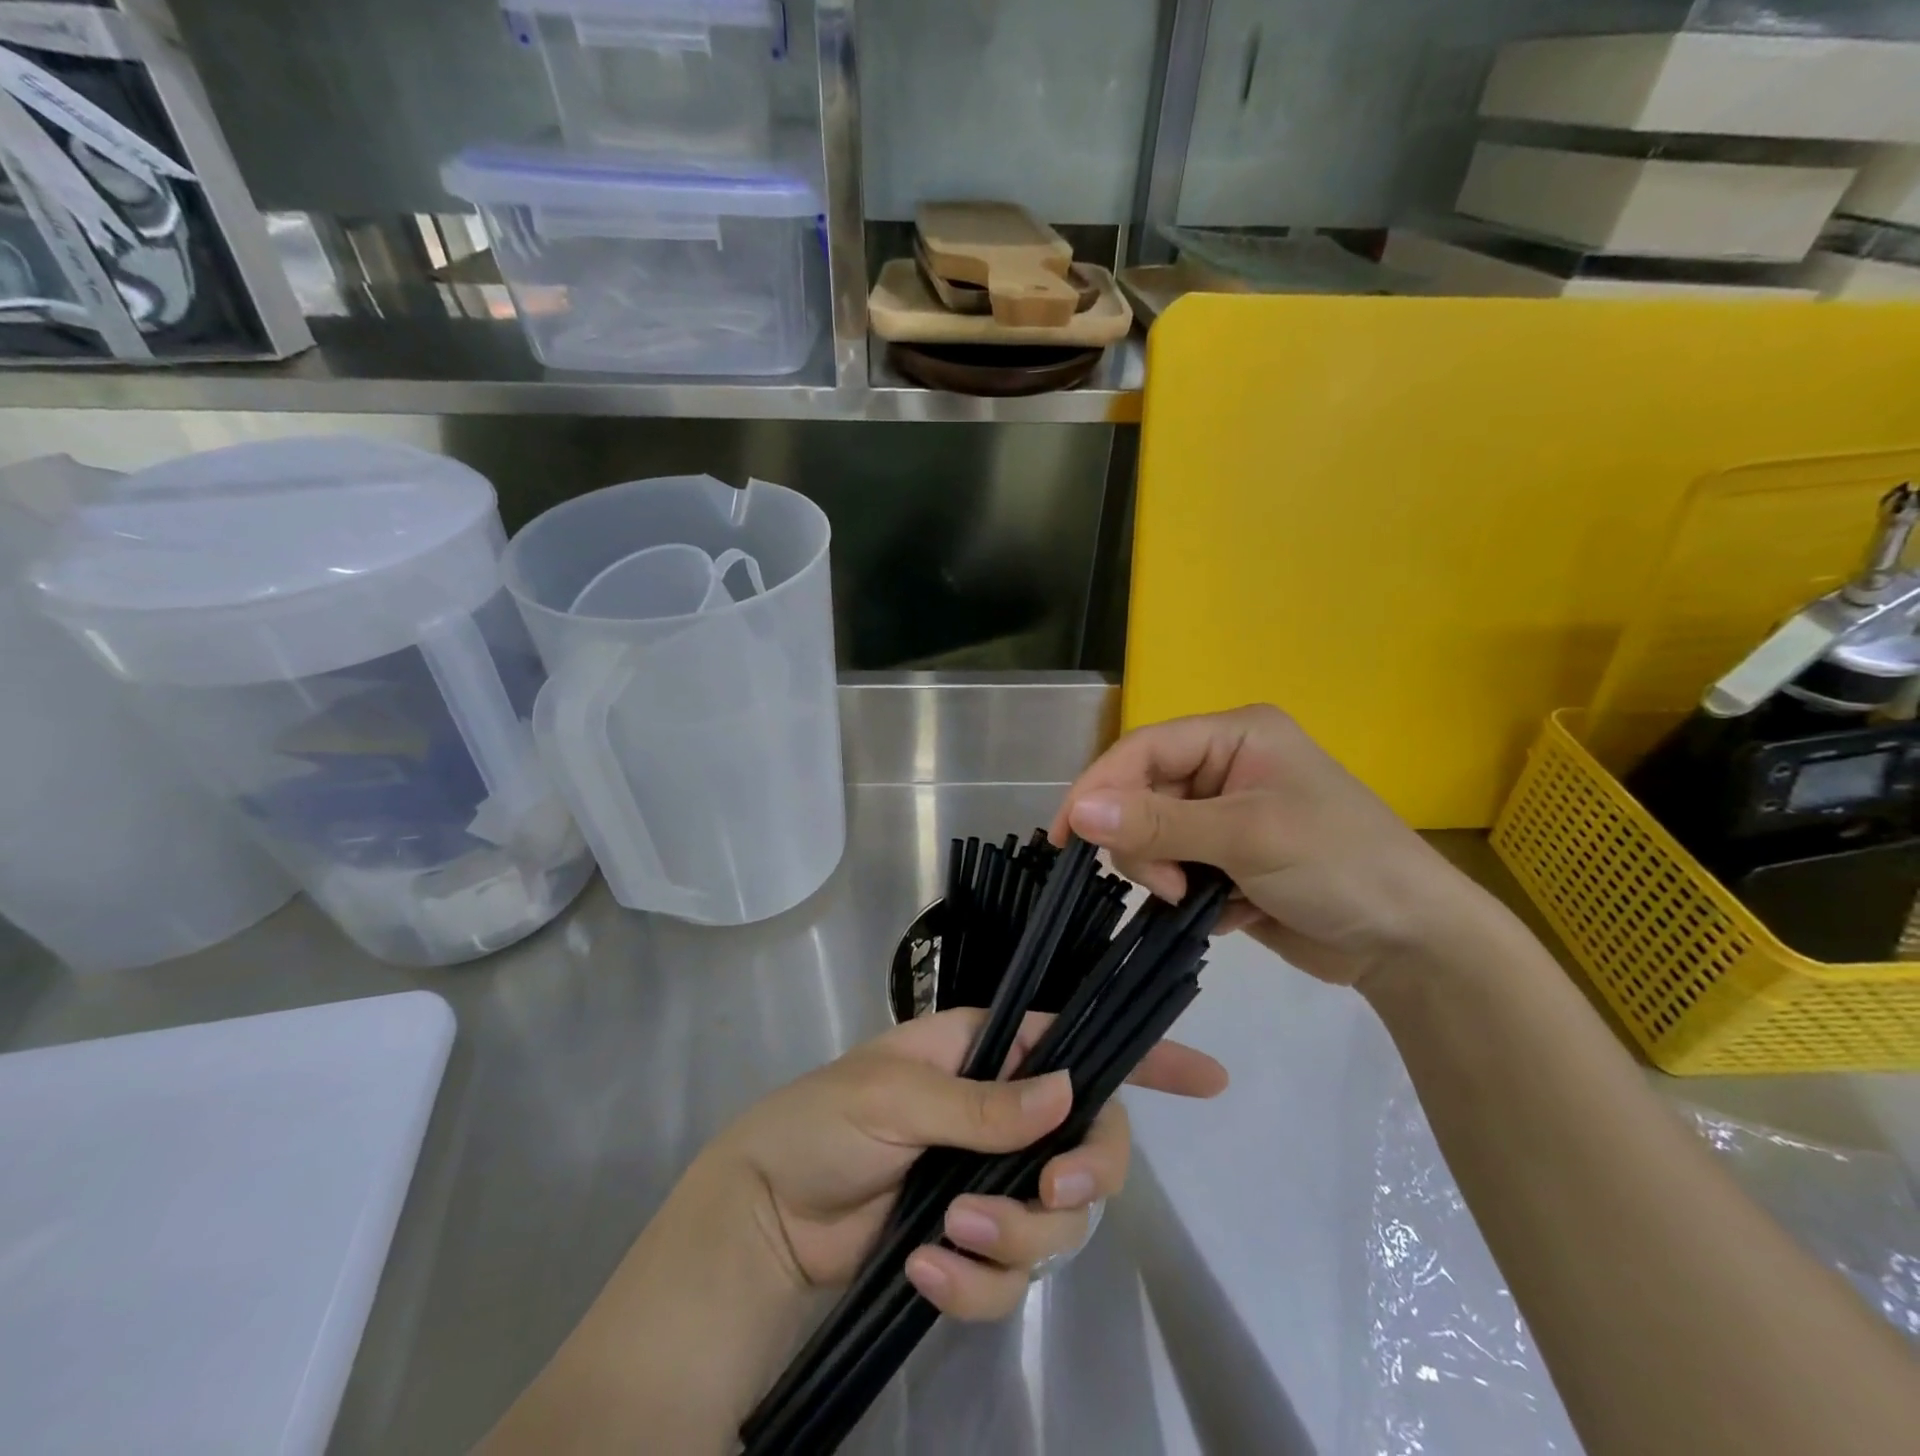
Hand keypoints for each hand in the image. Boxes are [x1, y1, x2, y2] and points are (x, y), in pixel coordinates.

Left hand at [706, 1007, 1226, 1321]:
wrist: (765, 1220)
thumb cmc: (821, 1123)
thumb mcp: (894, 1094)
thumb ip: (980, 1101)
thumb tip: (1065, 1093)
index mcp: (984, 1054)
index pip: (1074, 1043)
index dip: (1142, 1058)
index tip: (1208, 1079)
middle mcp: (1001, 1114)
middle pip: (1089, 1142)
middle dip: (1085, 1172)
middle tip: (1052, 1190)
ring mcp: (991, 1181)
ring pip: (1057, 1218)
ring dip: (1014, 1234)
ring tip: (950, 1231)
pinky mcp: (972, 1244)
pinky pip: (1011, 1275)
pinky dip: (977, 1281)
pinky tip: (926, 1267)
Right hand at [1050, 704, 1486, 987]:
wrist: (1412, 944)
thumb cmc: (1340, 866)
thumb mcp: (1246, 836)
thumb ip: (1158, 823)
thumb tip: (1078, 812)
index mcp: (1234, 736)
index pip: (1142, 749)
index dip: (1097, 787)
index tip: (1065, 837)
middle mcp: (1225, 767)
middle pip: (1141, 796)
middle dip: (1145, 845)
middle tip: (1172, 886)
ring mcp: (1226, 816)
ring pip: (1152, 838)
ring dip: (1167, 874)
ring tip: (1202, 900)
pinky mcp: (1229, 860)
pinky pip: (1176, 869)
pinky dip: (1189, 895)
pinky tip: (1228, 911)